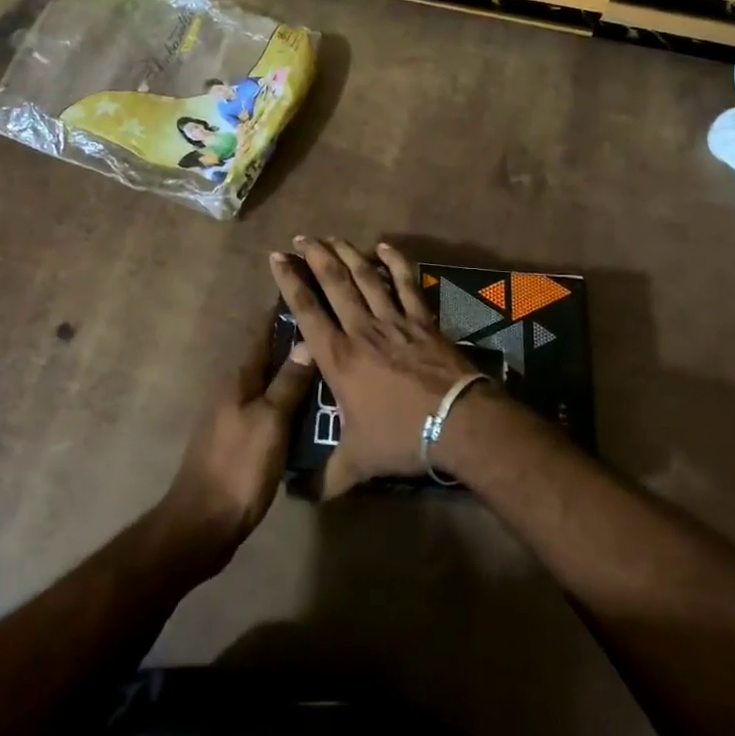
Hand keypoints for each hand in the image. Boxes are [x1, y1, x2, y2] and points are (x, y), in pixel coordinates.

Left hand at [157, 321, 314, 563]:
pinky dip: (292, 408)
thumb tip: (307, 342)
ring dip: (297, 379)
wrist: (202, 524)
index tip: (307, 292)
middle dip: (297, 346)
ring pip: (273, 388)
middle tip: (335, 336)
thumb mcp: (270, 421)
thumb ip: (288, 383)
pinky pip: (272, 414)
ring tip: (334, 373)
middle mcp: (236, 392)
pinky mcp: (242, 444)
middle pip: (270, 360)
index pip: (263, 335)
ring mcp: (237, 418)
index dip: (283, 315)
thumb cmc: (238, 466)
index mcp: (240, 379)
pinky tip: (315, 416)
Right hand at [269, 237, 484, 496]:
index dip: (290, 281)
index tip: (277, 258)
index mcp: (338, 358)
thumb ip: (326, 477)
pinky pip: (407, 284)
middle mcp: (361, 330)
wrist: (457, 422)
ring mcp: (394, 321)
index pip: (307, 311)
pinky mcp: (422, 320)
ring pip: (366, 277)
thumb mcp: (358, 462)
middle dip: (315, 256)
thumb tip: (297, 498)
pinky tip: (386, 247)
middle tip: (301, 238)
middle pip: (334, 283)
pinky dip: (395, 263)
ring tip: (332, 237)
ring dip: (348, 254)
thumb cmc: (401, 437)